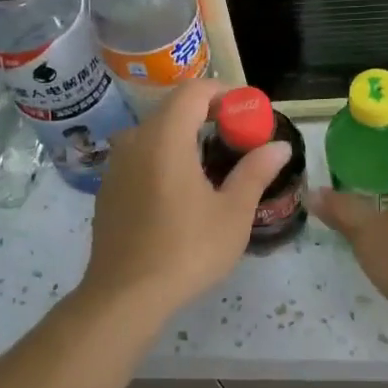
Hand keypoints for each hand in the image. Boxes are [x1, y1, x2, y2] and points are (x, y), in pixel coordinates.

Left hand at [82, 80, 290, 315]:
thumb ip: (255, 172)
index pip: (194, 91)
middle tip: (239, 139)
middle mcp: (135, 141)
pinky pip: (141, 157)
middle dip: (208, 115)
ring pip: (155, 134)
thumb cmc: (186, 250)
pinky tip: (182, 191)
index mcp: (165, 137)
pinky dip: (165, 158)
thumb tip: (279, 146)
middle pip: (173, 110)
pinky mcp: (108, 188)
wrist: (125, 295)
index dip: (224, 93)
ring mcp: (116, 165)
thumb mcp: (232, 213)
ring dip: (185, 137)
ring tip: (214, 166)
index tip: (248, 112)